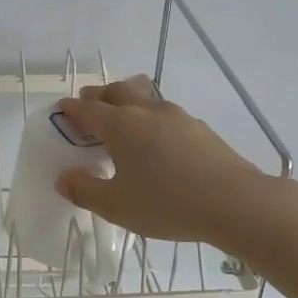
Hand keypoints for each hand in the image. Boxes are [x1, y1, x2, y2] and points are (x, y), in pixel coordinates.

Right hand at [53, 76, 272, 245]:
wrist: (236, 203)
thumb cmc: (168, 203)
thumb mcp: (117, 206)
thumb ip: (85, 190)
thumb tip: (64, 177)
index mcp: (120, 125)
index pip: (87, 109)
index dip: (70, 109)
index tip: (61, 111)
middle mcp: (146, 111)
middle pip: (116, 91)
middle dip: (98, 96)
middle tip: (89, 107)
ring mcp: (176, 116)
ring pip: (144, 97)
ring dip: (126, 102)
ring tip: (122, 120)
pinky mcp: (199, 128)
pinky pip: (164, 113)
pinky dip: (150, 118)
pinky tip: (156, 140)